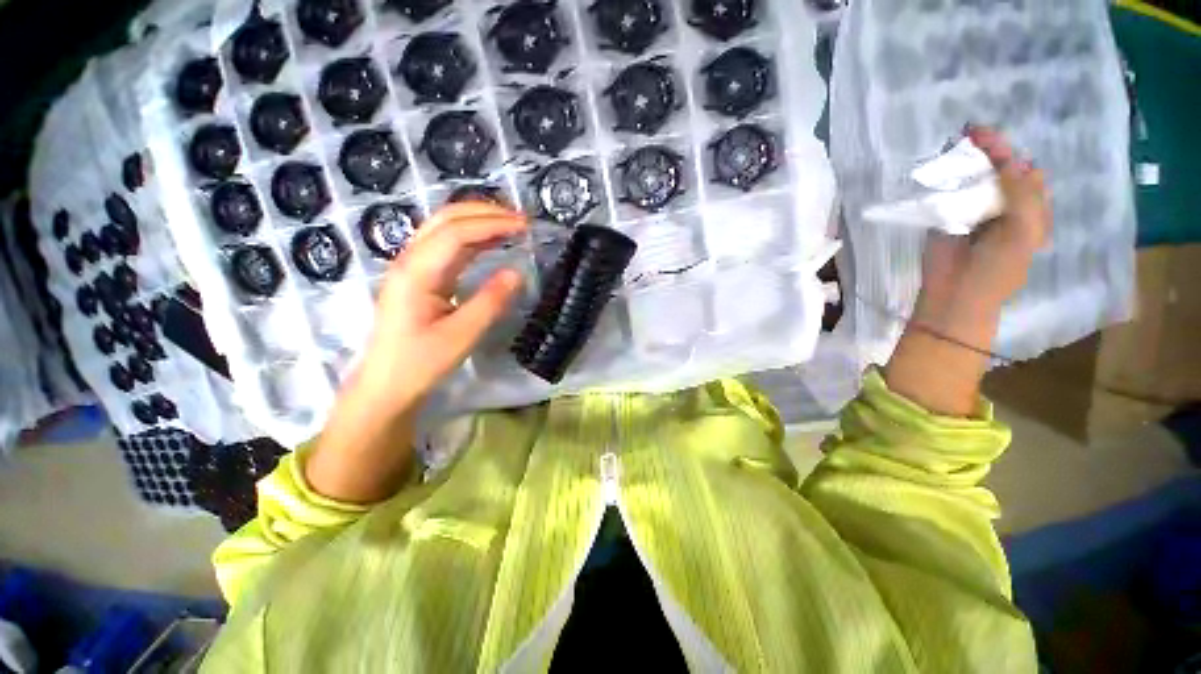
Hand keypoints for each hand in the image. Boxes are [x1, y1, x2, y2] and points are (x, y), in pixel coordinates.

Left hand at [305, 202, 527, 503]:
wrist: (386, 385)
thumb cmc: (420, 364)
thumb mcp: (461, 336)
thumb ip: (490, 302)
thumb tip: (517, 273)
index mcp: (416, 273)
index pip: (455, 233)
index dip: (492, 224)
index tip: (524, 226)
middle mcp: (410, 261)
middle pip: (445, 219)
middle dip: (484, 212)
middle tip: (520, 219)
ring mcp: (412, 267)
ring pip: (444, 228)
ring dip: (478, 220)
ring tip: (510, 224)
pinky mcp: (420, 277)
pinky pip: (446, 246)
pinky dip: (472, 237)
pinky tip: (490, 242)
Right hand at [885, 127, 1051, 416]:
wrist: (955, 295)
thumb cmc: (996, 269)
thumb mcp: (1022, 231)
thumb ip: (1022, 195)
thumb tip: (1013, 162)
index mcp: (1028, 209)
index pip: (1021, 171)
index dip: (1006, 151)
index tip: (982, 135)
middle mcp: (1001, 206)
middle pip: (996, 170)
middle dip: (986, 151)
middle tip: (967, 135)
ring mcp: (971, 212)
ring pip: (971, 180)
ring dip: (964, 163)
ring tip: (951, 148)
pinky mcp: (944, 220)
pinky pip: (947, 195)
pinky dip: (944, 181)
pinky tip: (938, 170)